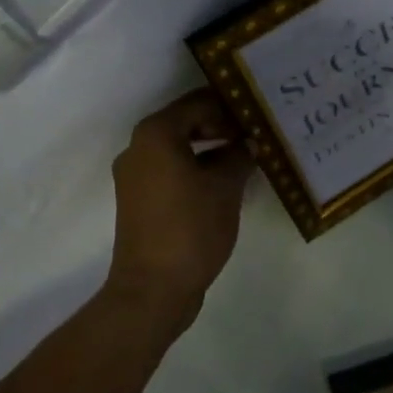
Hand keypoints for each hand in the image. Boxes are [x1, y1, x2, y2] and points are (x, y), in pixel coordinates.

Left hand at [108, 88, 254, 320]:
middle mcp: (138, 148)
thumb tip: (249, 143)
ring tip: (246, 156)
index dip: (230, 105)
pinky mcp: (139, 200)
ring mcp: (135, 176)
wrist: (153, 289)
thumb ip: (239, 156)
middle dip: (221, 125)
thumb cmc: (190, 227)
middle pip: (185, 122)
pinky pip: (171, 170)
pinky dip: (196, 168)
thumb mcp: (226, 187)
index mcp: (156, 135)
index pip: (197, 103)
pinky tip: (226, 181)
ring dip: (211, 149)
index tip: (257, 113)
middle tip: (255, 132)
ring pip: (178, 148)